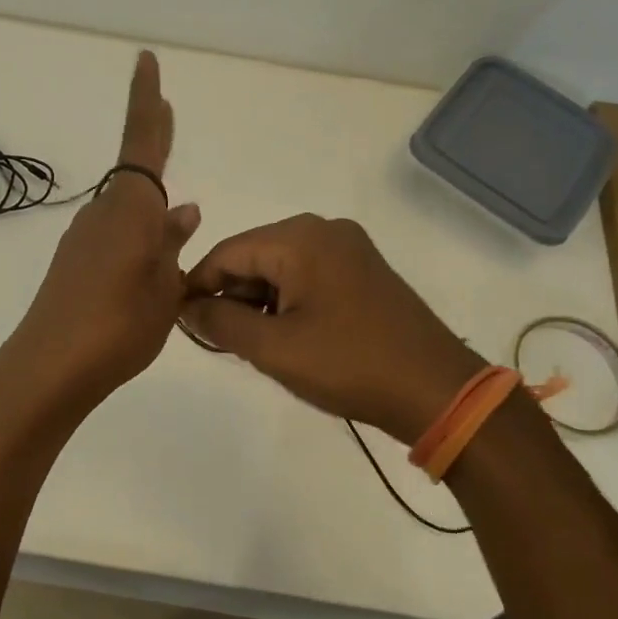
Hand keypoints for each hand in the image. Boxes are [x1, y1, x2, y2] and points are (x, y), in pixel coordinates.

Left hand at [0, 52, 200, 412]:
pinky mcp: (71, 264)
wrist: (50, 368)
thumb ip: (173, 244)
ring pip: (125, 209)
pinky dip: (133, 235)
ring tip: (175, 219)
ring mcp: (83, 238)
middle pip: (134, 170)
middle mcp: (104, 212)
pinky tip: (145, 259)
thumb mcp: (165, 288)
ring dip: (147, 205)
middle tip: (167, 112)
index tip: (145, 60)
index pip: (143, 141)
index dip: (147, 101)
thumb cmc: (120, 325)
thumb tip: (184, 208)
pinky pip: (112, 235)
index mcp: (132, 209)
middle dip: (152, 140)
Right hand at [180, 214, 484, 444]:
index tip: (181, 319)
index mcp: (299, 238)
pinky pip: (309, 274)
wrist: (436, 389)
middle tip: (221, 339)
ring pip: (281, 265)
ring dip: (260, 300)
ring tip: (255, 343)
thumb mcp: (274, 348)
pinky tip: (288, 334)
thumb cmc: (349, 365)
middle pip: (254, 255)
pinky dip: (288, 300)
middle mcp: (324, 229)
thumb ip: (220, 321)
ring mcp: (349, 247)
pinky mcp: (364, 269)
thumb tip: (185, 304)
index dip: (198, 285)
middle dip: (232, 294)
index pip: (227, 252)